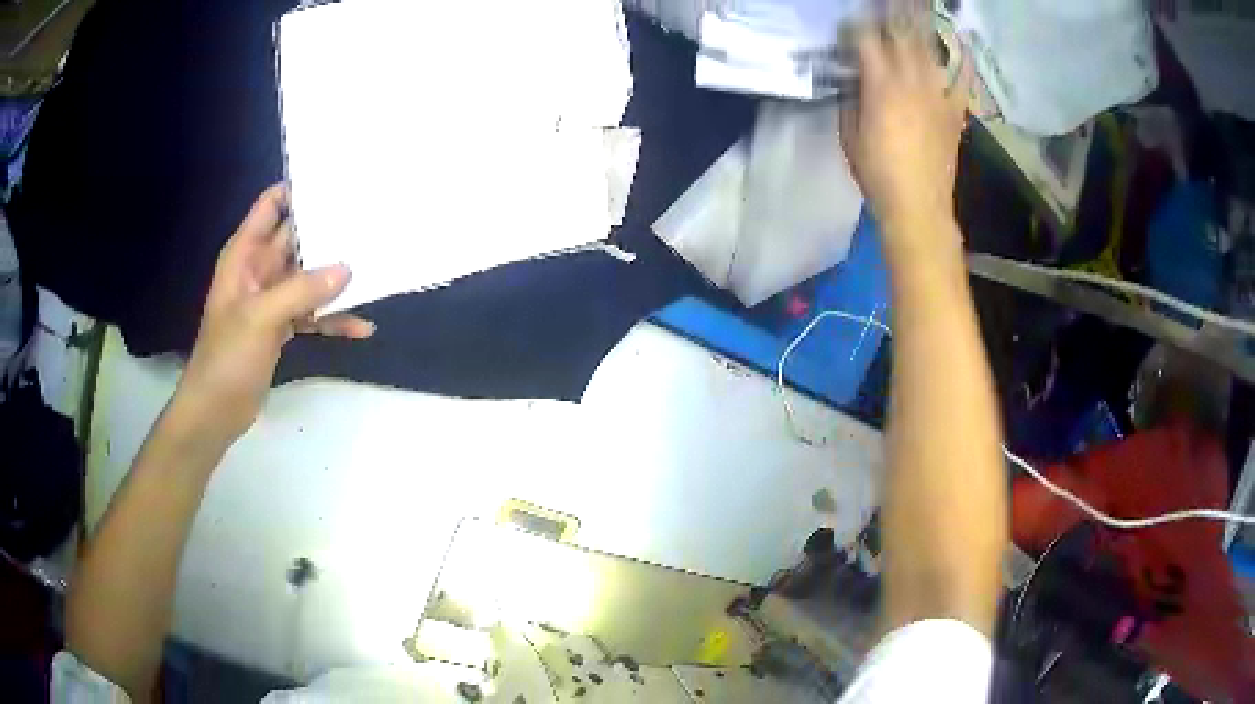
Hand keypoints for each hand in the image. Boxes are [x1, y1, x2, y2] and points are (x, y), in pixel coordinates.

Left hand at [174, 184, 373, 446]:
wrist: (215, 411)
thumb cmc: (227, 357)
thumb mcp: (261, 317)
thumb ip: (302, 290)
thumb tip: (347, 268)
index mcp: (245, 254)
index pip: (272, 204)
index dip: (300, 189)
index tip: (339, 183)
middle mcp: (259, 269)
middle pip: (297, 237)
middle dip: (328, 231)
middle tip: (370, 221)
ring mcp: (272, 298)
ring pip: (309, 275)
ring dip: (335, 277)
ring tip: (374, 270)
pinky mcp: (281, 325)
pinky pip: (312, 312)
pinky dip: (332, 318)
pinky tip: (360, 327)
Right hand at [840, 16, 969, 235]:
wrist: (918, 206)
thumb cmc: (877, 174)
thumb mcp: (849, 135)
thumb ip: (852, 100)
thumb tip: (855, 81)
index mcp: (881, 86)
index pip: (867, 41)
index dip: (857, 27)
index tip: (850, 25)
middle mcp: (911, 82)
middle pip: (901, 37)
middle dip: (890, 18)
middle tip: (885, 8)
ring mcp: (937, 95)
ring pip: (928, 51)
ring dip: (918, 29)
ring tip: (913, 12)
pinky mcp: (954, 111)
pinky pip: (962, 81)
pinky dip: (963, 61)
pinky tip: (961, 44)